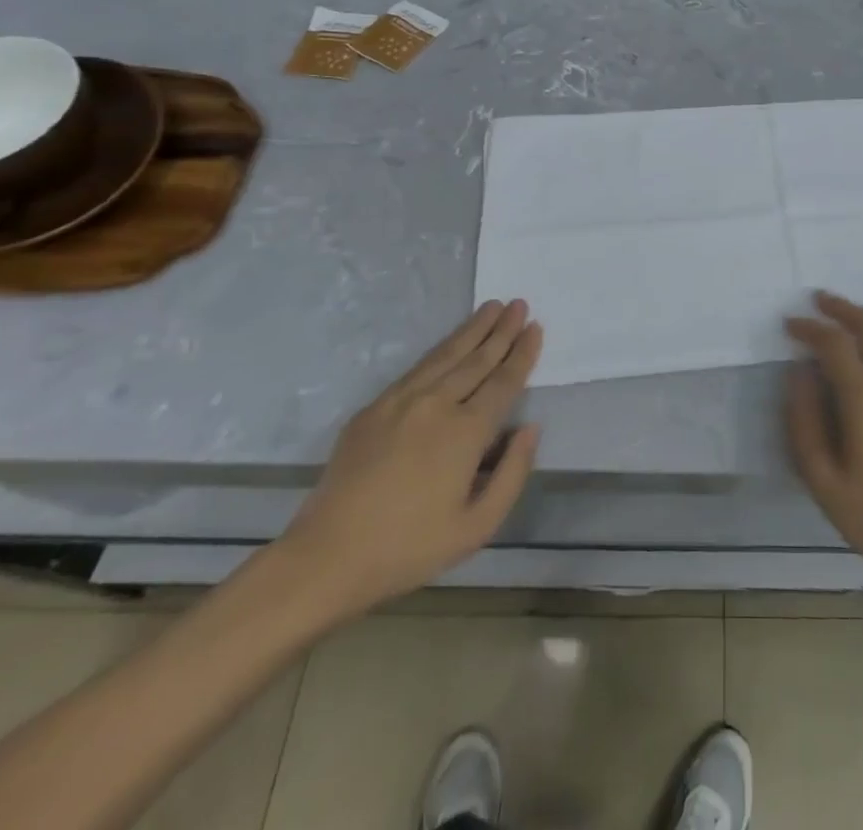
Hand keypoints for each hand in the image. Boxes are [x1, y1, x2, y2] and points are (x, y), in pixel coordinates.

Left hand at [276, 300, 542, 618]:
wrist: (326, 558)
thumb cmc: (409, 548)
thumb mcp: (477, 527)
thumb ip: (512, 473)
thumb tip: (530, 428)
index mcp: (466, 432)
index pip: (504, 382)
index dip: (522, 354)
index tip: (536, 327)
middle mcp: (436, 405)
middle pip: (477, 359)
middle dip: (501, 330)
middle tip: (519, 304)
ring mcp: (401, 401)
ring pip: (446, 355)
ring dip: (472, 329)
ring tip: (491, 307)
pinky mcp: (374, 408)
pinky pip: (417, 368)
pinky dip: (441, 349)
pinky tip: (450, 343)